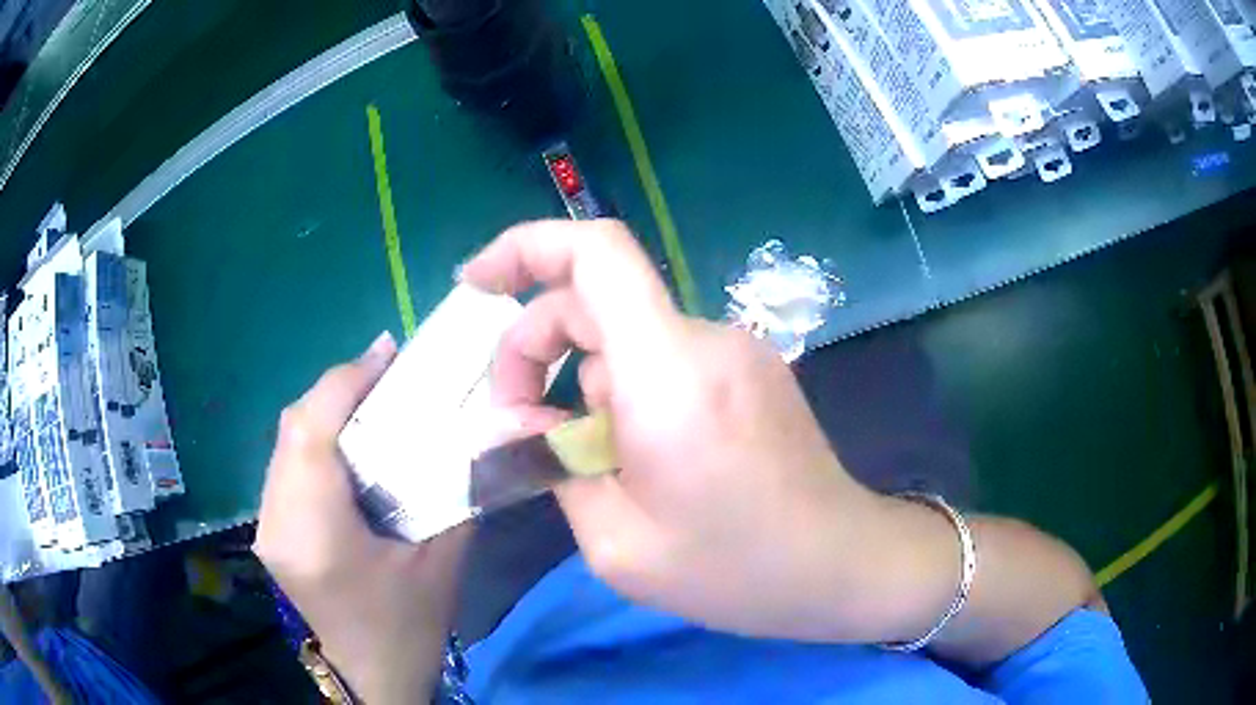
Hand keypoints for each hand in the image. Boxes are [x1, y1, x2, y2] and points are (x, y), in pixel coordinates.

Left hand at [254, 333, 467, 703]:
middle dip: (336, 390)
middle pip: (292, 429)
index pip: (311, 433)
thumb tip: (472, 429)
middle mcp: (277, 522)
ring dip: (325, 413)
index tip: (385, 352)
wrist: (372, 673)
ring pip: (285, 442)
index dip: (343, 382)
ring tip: (370, 400)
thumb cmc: (409, 625)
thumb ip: (454, 490)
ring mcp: (266, 525)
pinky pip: (286, 464)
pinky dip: (314, 441)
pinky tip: (347, 444)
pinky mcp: (269, 528)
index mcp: (317, 534)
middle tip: (385, 375)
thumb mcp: (443, 561)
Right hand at [462, 220, 945, 642]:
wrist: (839, 564)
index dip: (525, 248)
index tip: (476, 284)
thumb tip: (513, 419)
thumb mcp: (615, 543)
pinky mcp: (748, 369)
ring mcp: (734, 350)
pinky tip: (631, 453)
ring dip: (582, 381)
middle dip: (534, 348)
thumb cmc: (733, 570)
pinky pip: (662, 357)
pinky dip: (623, 389)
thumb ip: (552, 464)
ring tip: (584, 459)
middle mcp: (704, 340)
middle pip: (594, 299)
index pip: (596, 253)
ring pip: (625, 336)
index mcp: (667, 372)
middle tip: (516, 424)